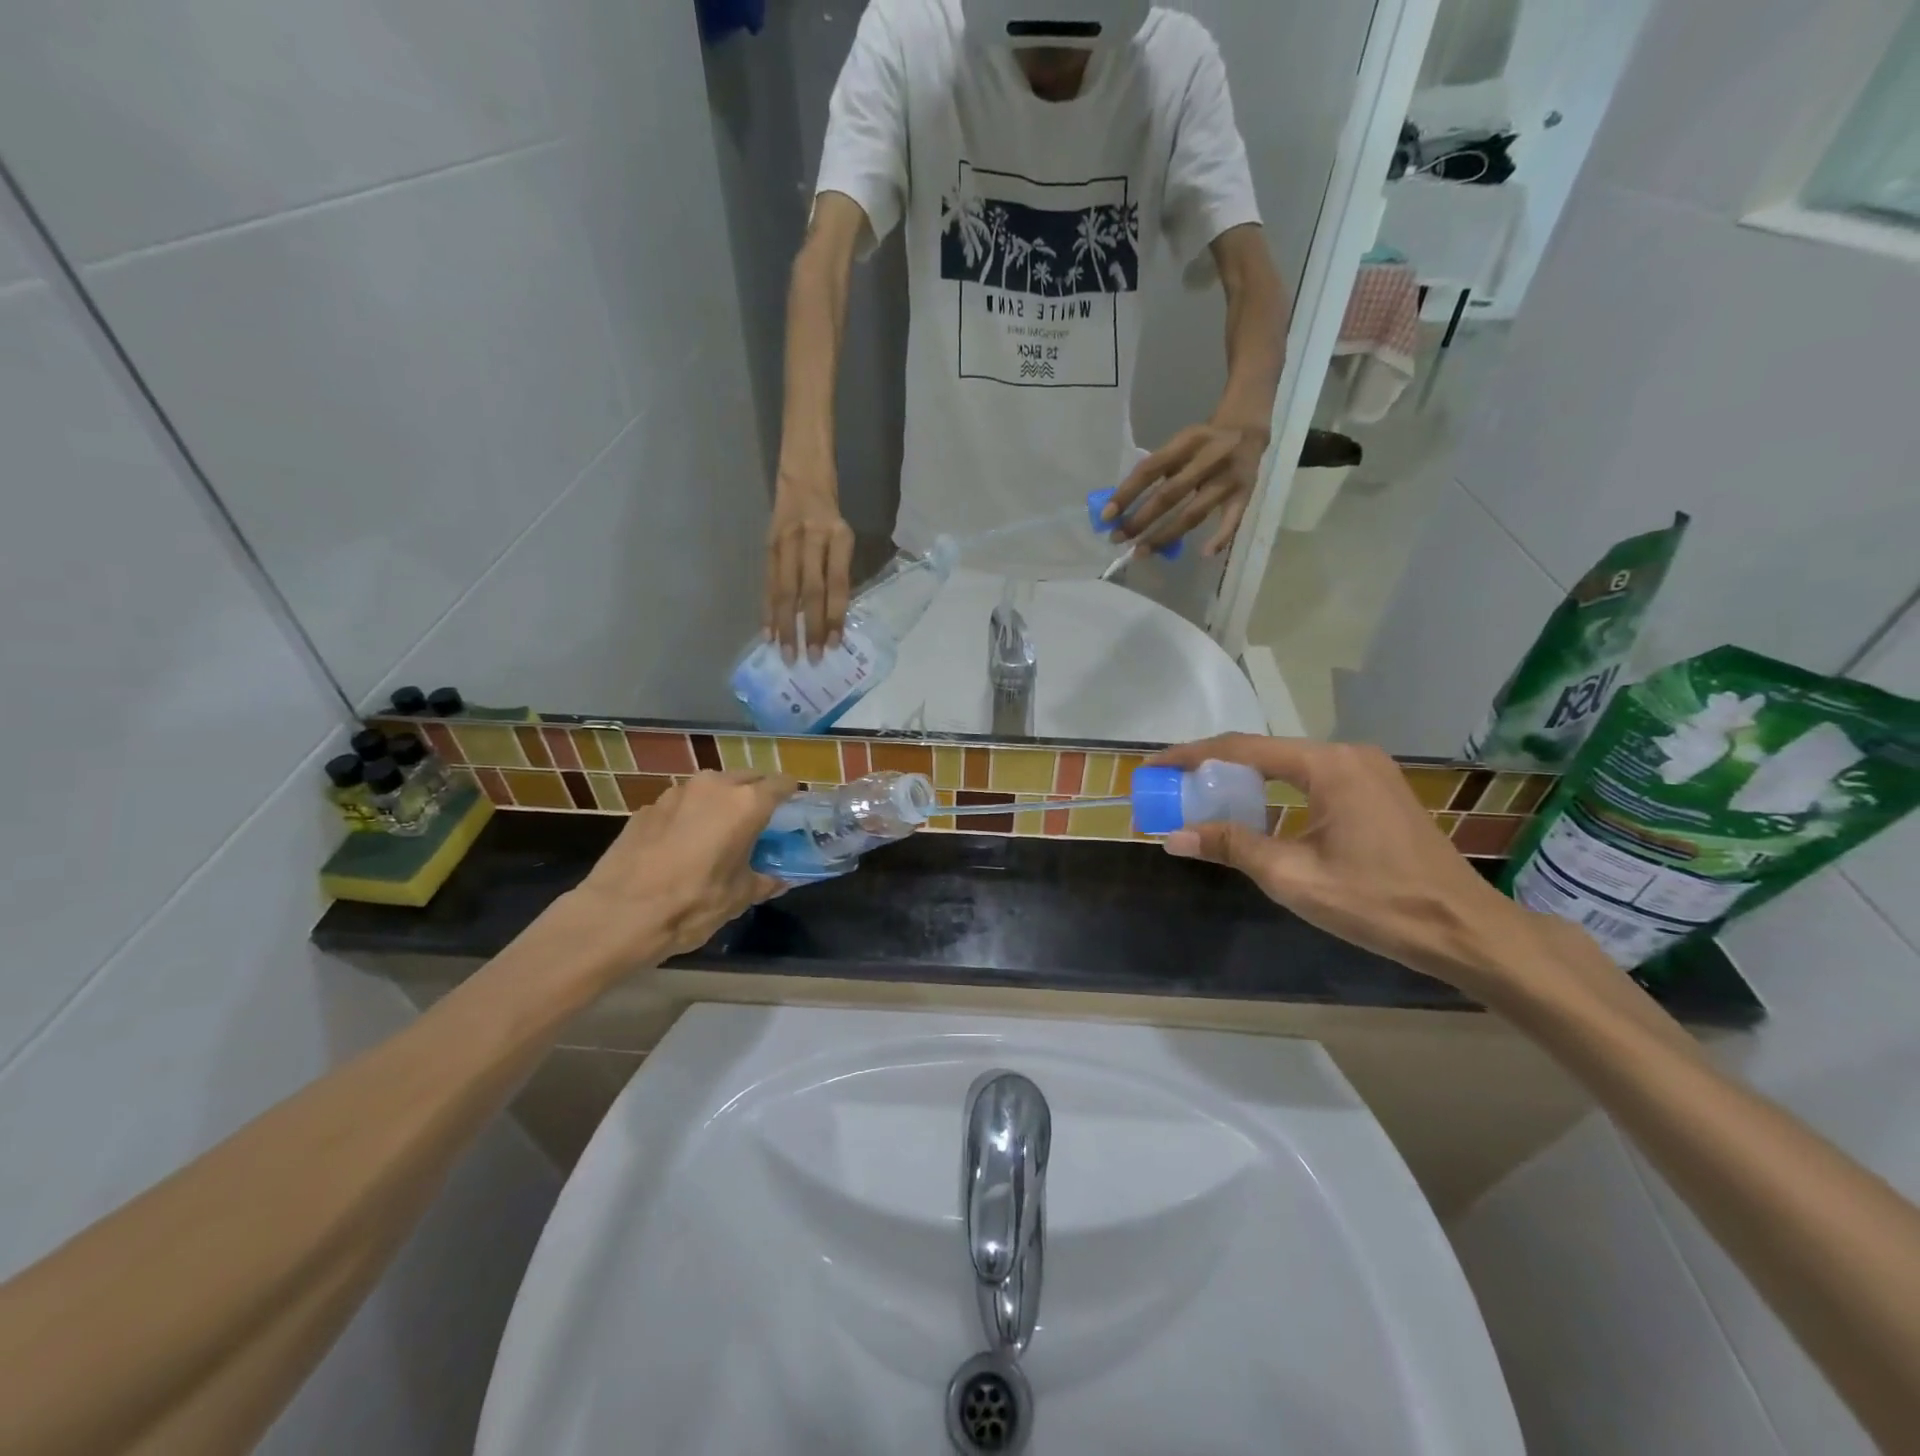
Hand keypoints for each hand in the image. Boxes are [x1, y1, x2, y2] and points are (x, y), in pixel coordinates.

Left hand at [559, 771, 795, 964]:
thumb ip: (763, 881)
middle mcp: (713, 786)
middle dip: (756, 794)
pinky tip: (682, 845)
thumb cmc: (692, 904)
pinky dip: (690, 815)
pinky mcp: (647, 807)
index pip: (781, 783)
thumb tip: (777, 880)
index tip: (793, 811)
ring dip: (721, 802)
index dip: (791, 796)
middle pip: (746, 778)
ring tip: (719, 832)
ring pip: (711, 787)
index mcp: (745, 804)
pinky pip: (682, 803)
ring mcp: (676, 793)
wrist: (617, 914)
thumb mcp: (738, 898)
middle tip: (758, 823)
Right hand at [765, 474, 853, 661]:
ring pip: (785, 590)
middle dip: (809, 627)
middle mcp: (812, 539)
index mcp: (839, 538)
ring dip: (785, 625)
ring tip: (786, 653)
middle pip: (810, 591)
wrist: (802, 474)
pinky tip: (768, 634)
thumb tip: (833, 619)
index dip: (835, 616)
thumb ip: (839, 573)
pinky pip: (768, 583)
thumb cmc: (831, 514)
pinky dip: (768, 610)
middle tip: (810, 659)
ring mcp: (787, 542)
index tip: (834, 645)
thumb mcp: (844, 537)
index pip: (838, 584)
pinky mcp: (768, 545)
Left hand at [1104, 420, 1267, 556]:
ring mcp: (1229, 477)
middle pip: (1170, 494)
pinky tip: (1205, 554)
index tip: (1106, 516)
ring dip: (1165, 536)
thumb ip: (1157, 469)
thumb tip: (1121, 506)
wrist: (1249, 427)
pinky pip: (1233, 519)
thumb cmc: (1203, 442)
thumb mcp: (1180, 444)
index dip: (1127, 492)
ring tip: (1141, 553)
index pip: (1150, 468)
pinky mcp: (1247, 492)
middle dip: (1140, 520)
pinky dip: (1221, 537)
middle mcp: (1210, 457)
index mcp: (1187, 440)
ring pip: (1194, 512)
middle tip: (1118, 539)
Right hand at [1149, 735, 1557, 996]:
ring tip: (1205, 802)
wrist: (1467, 932)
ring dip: (1245, 782)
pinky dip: (1275, 793)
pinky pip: (1311, 781)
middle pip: (1264, 753)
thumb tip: (1173, 836)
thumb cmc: (1379, 903)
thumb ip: (1232, 846)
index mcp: (1328, 765)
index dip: (1190, 755)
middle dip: (1214, 768)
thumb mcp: (1294, 877)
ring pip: (1288, 767)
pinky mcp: (1378, 791)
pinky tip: (1257, 815)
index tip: (1153, 766)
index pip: (1241, 748)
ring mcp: (1367, 771)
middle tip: (1174, 789)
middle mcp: (1347, 755)